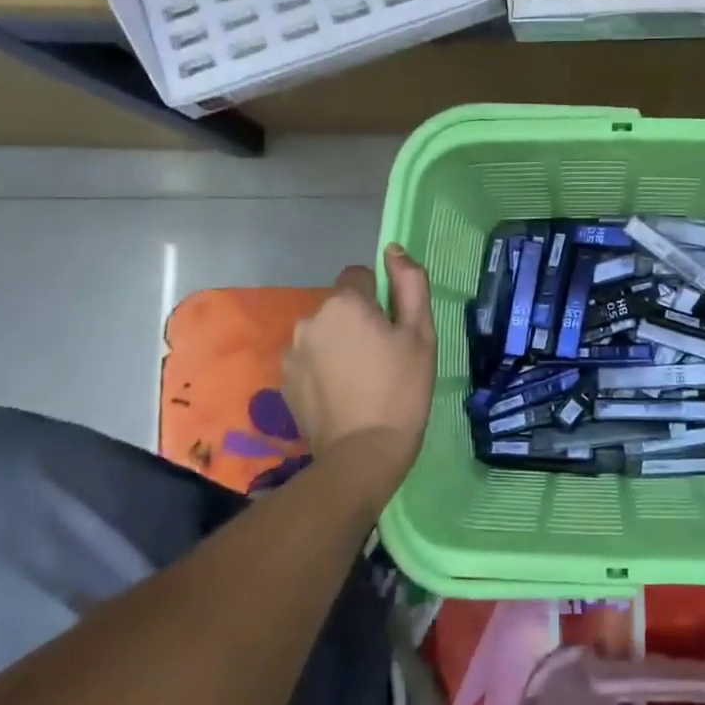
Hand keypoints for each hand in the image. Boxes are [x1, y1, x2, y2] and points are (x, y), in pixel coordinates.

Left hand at [282, 245, 435, 511]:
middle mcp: (310, 319)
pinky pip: (309, 359)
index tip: (394, 329)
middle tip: (384, 357)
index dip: (381, 298)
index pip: (361, 276)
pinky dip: (324, 368)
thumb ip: (410, 284)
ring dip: (339, 344)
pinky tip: (343, 394)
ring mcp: (292, 351)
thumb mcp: (421, 333)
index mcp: (344, 303)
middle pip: (340, 306)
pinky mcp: (284, 381)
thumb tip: (394, 250)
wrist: (363, 454)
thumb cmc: (402, 389)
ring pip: (324, 333)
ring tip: (362, 379)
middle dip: (358, 322)